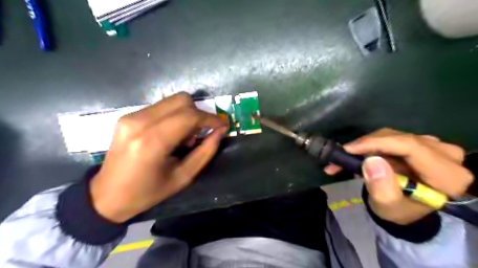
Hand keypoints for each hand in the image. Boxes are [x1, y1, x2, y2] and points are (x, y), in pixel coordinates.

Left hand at [90, 93, 227, 222]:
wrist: (106, 196)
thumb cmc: (147, 192)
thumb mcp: (183, 177)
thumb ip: (205, 152)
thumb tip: (220, 131)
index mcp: (152, 142)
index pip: (189, 117)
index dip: (211, 118)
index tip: (223, 125)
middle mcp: (140, 122)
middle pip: (182, 100)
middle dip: (199, 114)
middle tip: (201, 133)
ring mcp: (131, 116)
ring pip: (172, 101)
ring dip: (187, 114)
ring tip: (185, 137)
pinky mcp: (128, 116)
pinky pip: (161, 106)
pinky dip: (174, 116)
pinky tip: (171, 134)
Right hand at [323, 129, 471, 224]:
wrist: (404, 207)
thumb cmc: (398, 210)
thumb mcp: (388, 207)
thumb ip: (382, 188)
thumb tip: (372, 161)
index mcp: (447, 176)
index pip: (411, 147)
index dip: (377, 144)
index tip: (349, 149)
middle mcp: (446, 155)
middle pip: (399, 139)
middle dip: (367, 146)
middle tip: (342, 155)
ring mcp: (434, 146)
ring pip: (391, 135)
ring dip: (365, 145)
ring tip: (345, 158)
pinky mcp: (419, 142)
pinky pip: (389, 136)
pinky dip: (369, 144)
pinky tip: (355, 153)